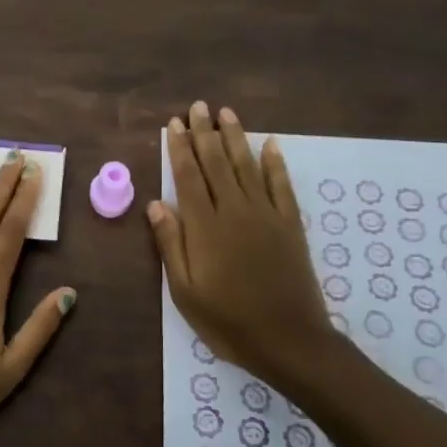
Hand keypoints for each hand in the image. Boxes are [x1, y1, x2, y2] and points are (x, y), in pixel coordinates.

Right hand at [149, 101, 355, 392]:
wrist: (289, 340)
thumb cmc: (228, 320)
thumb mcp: (185, 291)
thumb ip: (171, 243)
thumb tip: (156, 203)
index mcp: (205, 226)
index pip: (188, 176)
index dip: (180, 148)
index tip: (174, 124)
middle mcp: (235, 210)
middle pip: (217, 163)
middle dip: (205, 133)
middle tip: (198, 106)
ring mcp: (266, 215)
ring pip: (247, 166)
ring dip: (235, 138)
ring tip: (226, 113)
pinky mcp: (290, 225)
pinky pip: (282, 185)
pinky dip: (276, 163)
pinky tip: (271, 144)